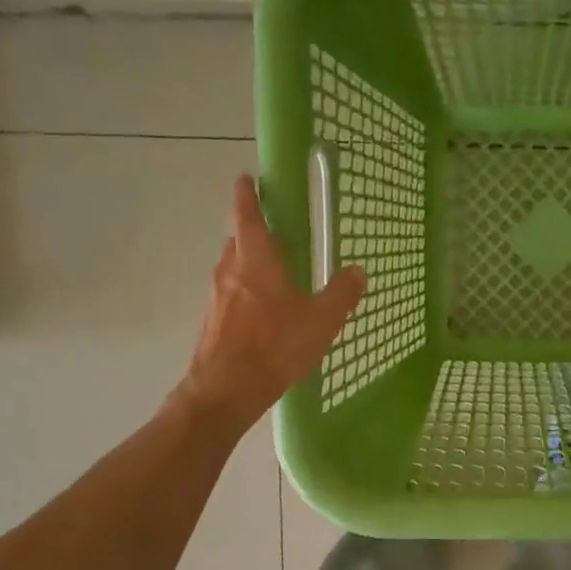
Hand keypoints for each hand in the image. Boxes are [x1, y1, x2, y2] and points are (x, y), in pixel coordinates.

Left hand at [176, 176, 364, 438]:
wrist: (225, 390)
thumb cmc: (274, 347)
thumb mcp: (321, 321)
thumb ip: (341, 293)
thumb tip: (357, 270)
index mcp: (255, 260)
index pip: (246, 214)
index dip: (247, 194)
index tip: (247, 179)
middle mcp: (229, 270)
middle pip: (239, 240)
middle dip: (256, 233)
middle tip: (280, 236)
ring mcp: (216, 296)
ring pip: (234, 268)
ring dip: (252, 264)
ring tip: (278, 276)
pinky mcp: (212, 320)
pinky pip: (231, 293)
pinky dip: (247, 291)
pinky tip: (266, 313)